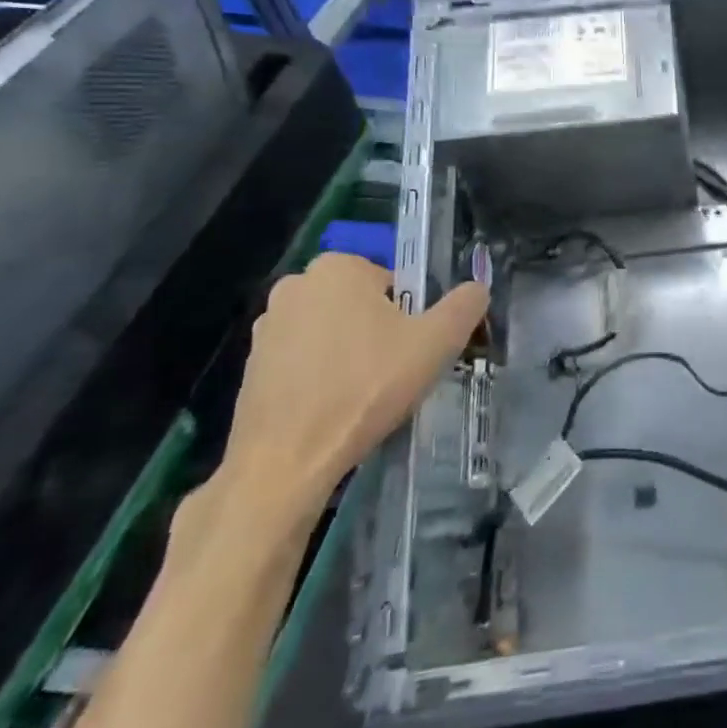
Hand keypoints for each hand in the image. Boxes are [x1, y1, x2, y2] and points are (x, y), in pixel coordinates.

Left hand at [218, 252, 487, 518]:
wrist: (288, 459)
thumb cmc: (367, 387)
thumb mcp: (438, 341)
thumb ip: (466, 305)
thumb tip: (477, 289)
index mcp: (338, 268)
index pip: (394, 282)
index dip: (412, 315)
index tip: (414, 348)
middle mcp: (295, 285)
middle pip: (361, 304)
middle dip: (380, 331)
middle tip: (395, 371)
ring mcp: (266, 326)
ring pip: (332, 331)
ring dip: (350, 353)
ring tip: (365, 394)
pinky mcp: (250, 365)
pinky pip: (303, 360)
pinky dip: (321, 376)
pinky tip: (335, 408)